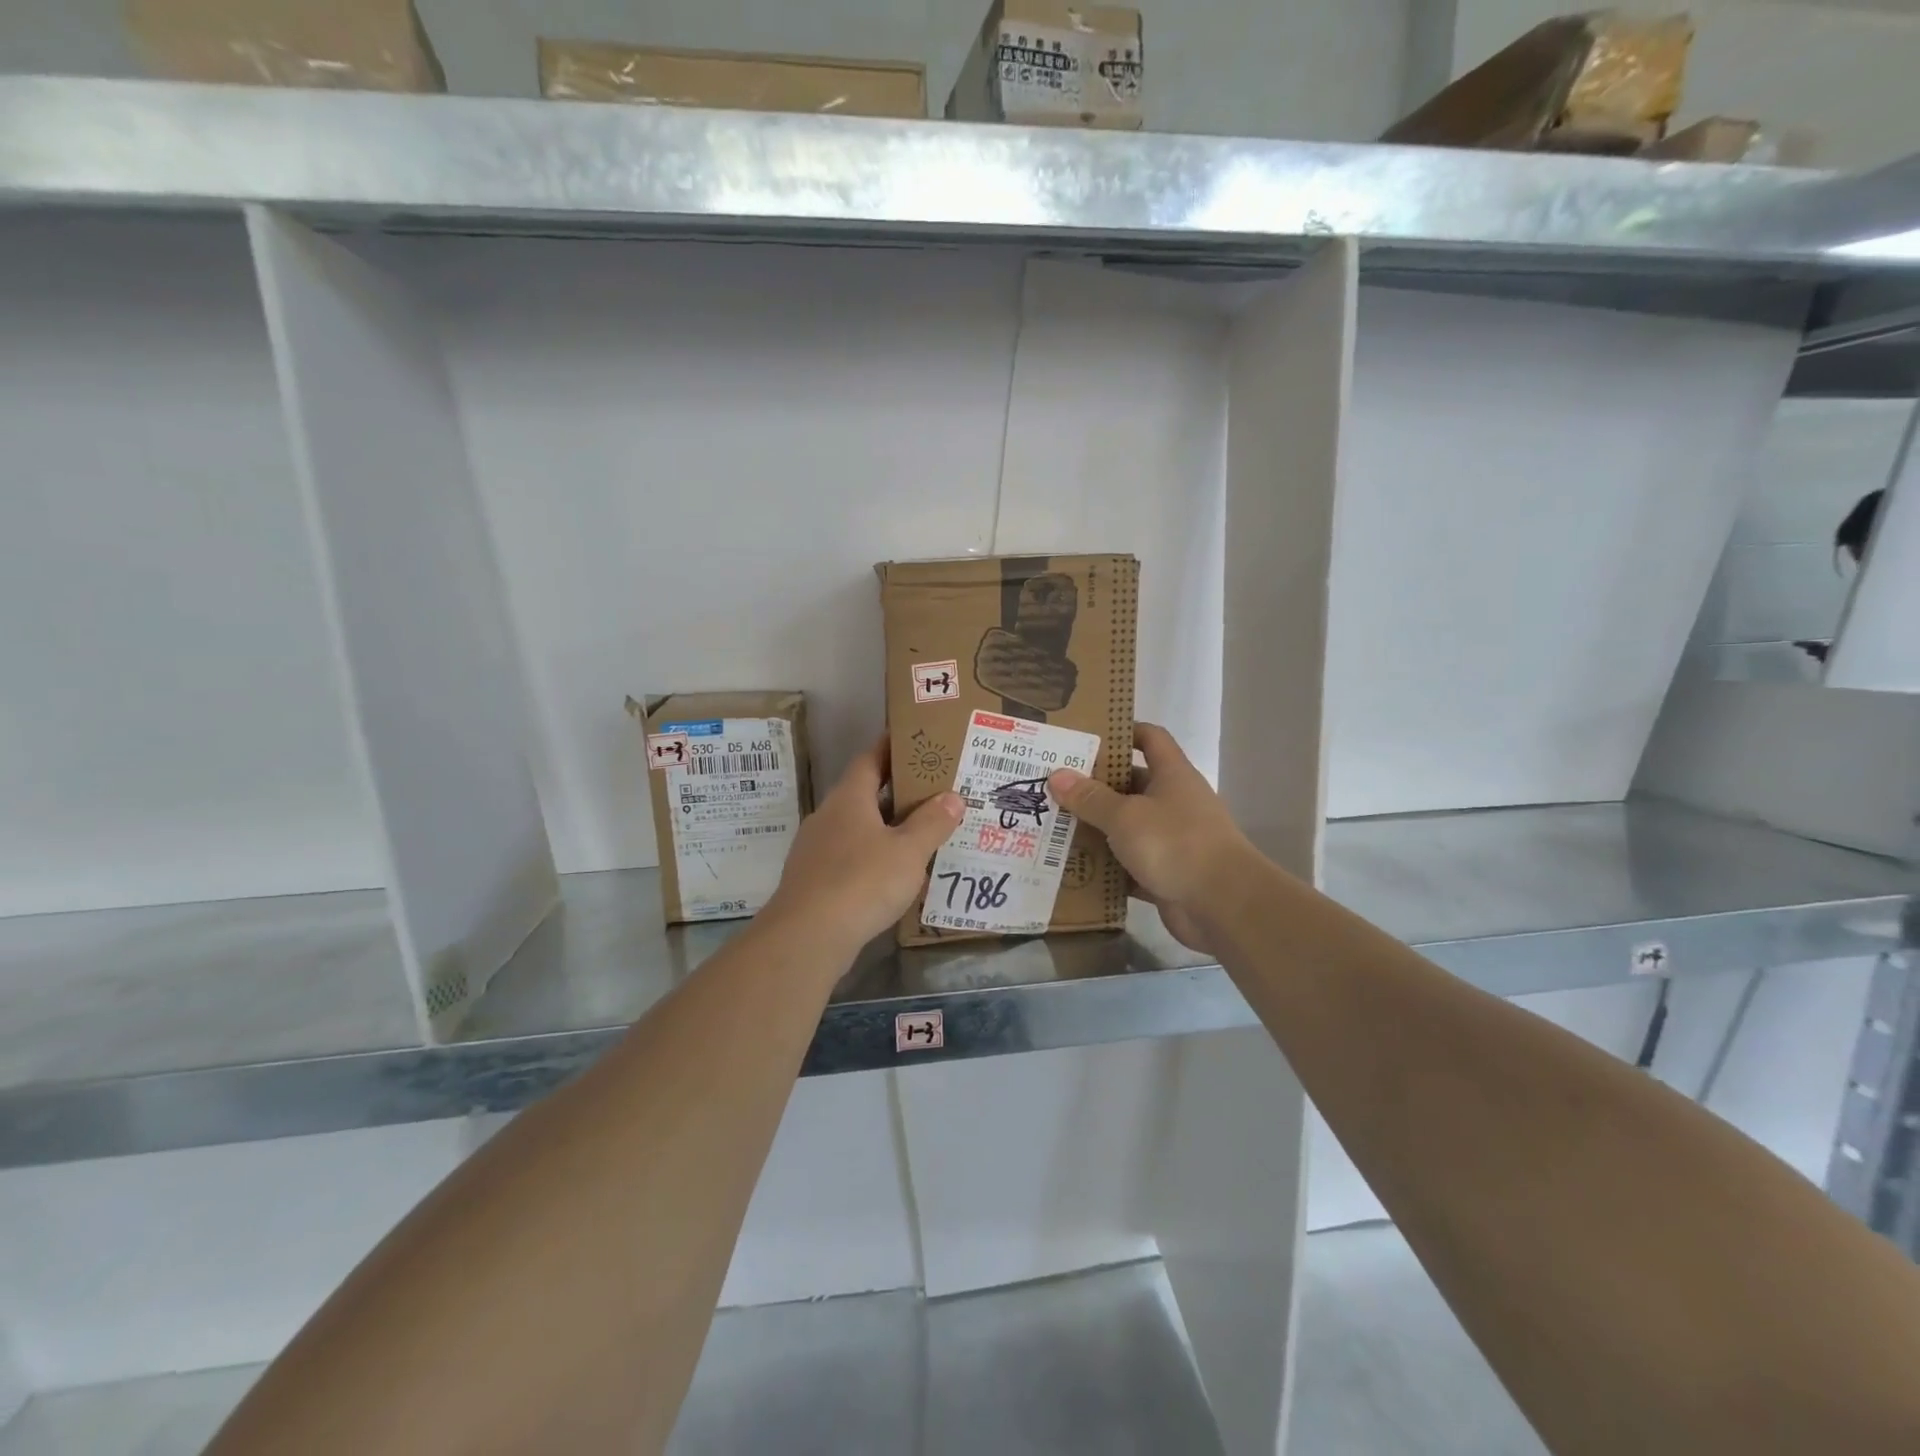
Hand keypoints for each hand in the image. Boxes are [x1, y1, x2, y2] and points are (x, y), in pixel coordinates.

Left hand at [763, 739, 963, 959]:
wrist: (808, 936)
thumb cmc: (862, 881)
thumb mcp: (909, 851)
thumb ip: (932, 823)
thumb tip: (952, 797)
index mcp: (849, 798)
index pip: (870, 759)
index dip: (891, 747)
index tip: (914, 741)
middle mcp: (828, 816)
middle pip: (864, 793)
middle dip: (896, 791)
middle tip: (933, 790)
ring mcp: (816, 849)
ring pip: (857, 828)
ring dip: (885, 827)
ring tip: (920, 832)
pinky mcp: (814, 880)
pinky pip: (849, 857)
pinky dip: (873, 857)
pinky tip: (894, 874)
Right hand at [1049, 723, 1257, 955]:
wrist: (1223, 905)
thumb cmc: (1175, 843)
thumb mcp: (1125, 816)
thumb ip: (1090, 797)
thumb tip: (1057, 775)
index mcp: (1172, 775)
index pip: (1150, 738)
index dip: (1122, 731)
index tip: (1086, 735)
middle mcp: (1174, 802)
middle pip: (1131, 784)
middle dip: (1094, 785)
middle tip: (1053, 785)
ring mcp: (1172, 840)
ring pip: (1127, 827)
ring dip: (1096, 828)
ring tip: (1053, 824)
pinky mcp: (1166, 875)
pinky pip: (1128, 865)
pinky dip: (1106, 867)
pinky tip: (1072, 867)